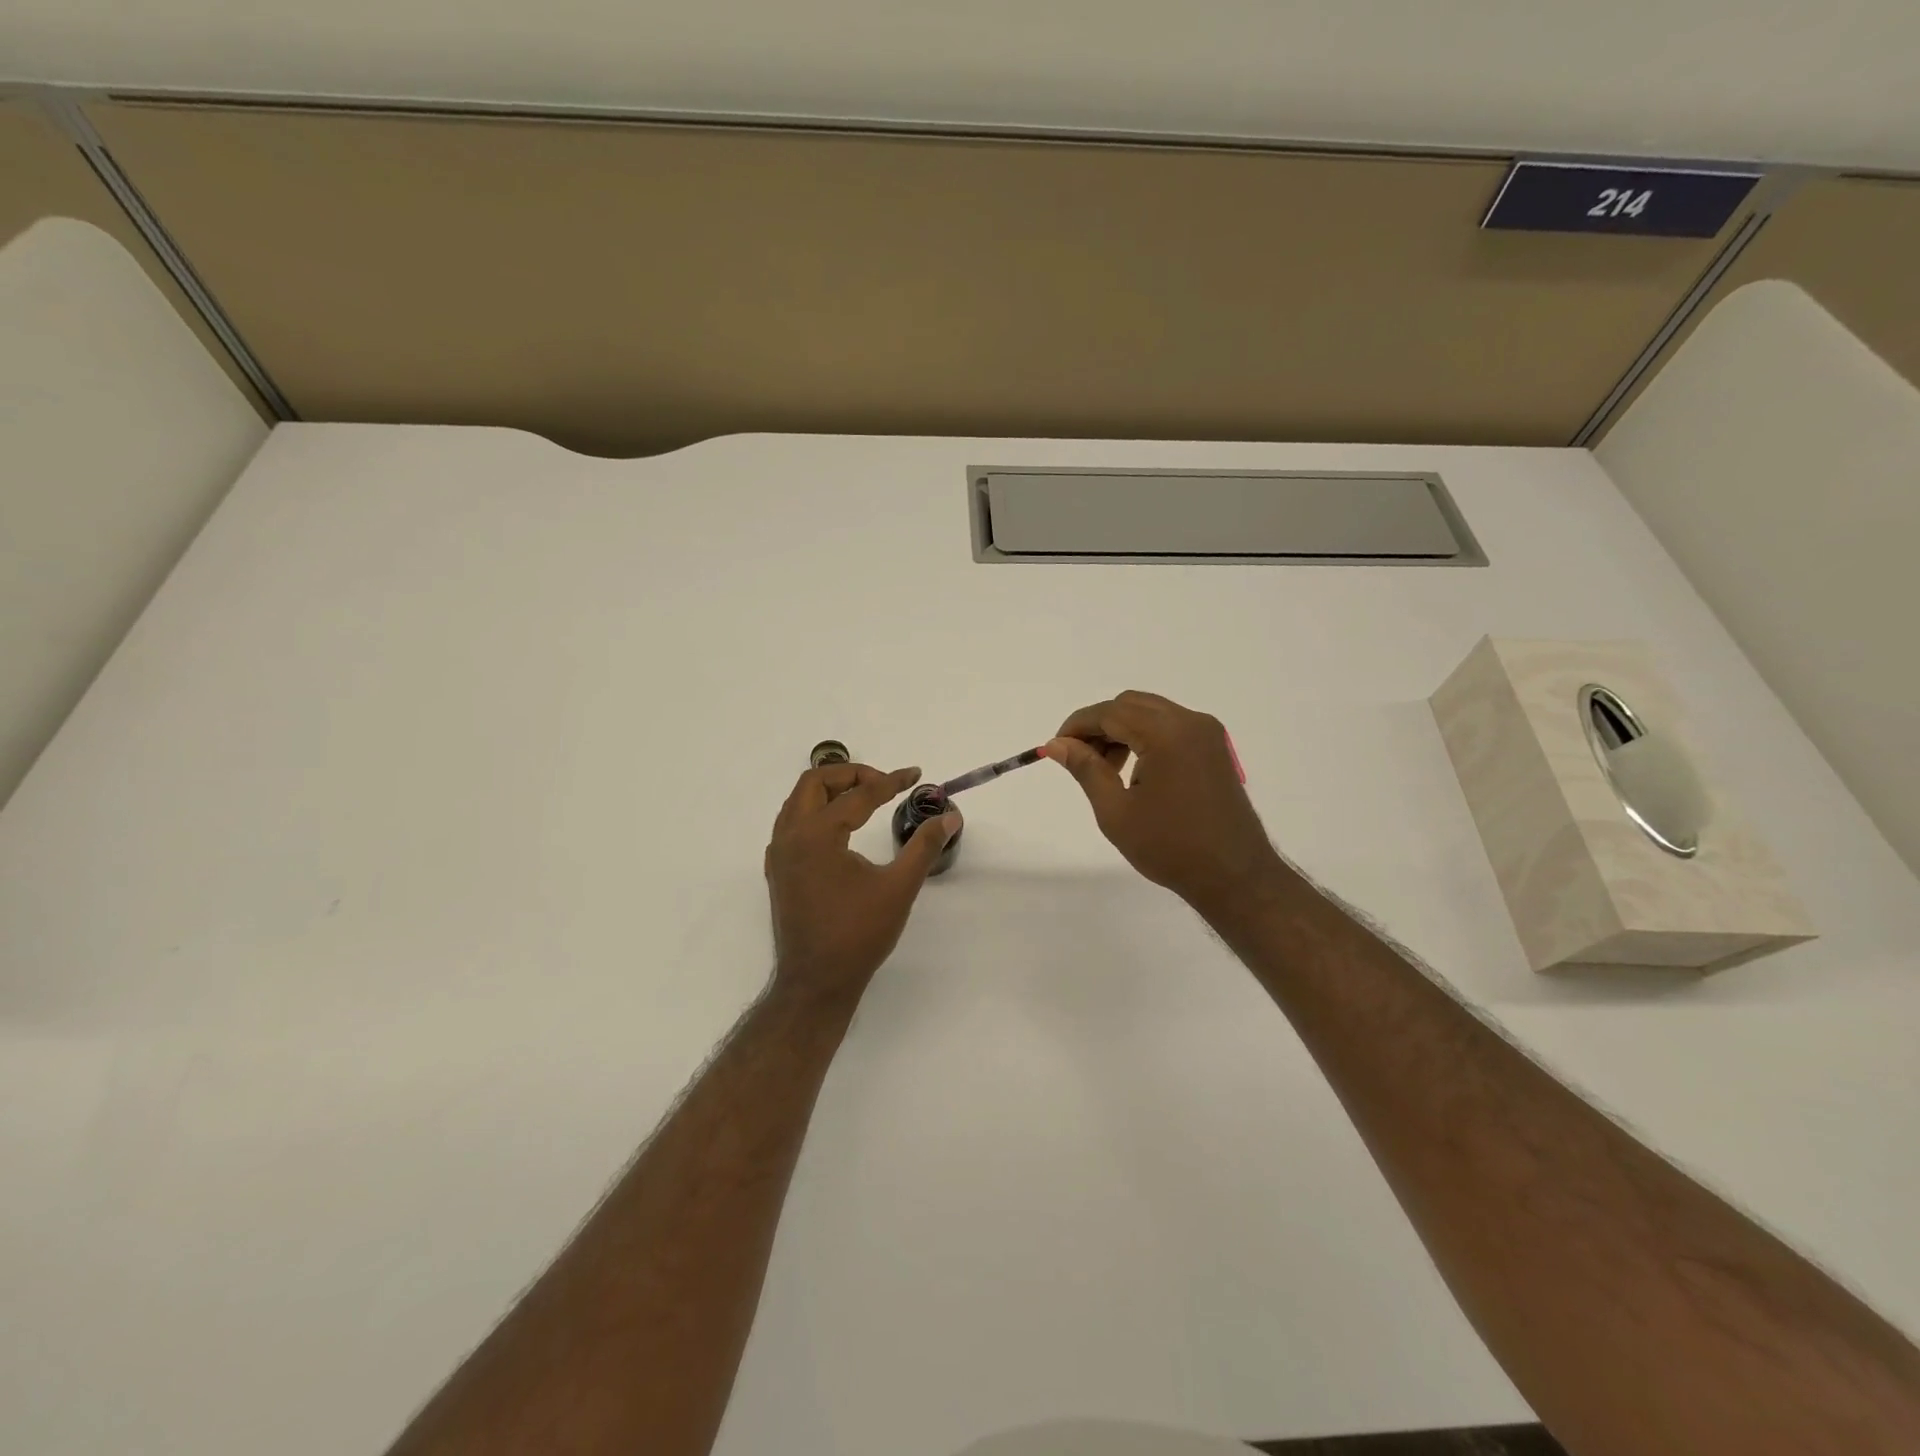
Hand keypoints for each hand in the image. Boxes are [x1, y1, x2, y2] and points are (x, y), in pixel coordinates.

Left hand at [764, 763, 959, 1008]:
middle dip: (850, 774)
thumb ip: (924, 846)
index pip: (858, 794)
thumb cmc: (858, 934)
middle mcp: (790, 837)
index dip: (890, 781)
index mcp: (816, 835)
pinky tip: (841, 829)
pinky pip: (792, 823)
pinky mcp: (779, 871)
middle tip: (883, 783)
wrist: (816, 982)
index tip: (915, 775)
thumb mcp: (898, 887)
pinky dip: (816, 812)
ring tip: (864, 798)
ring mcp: (779, 854)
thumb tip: (949, 817)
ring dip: (830, 791)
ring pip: (799, 801)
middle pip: (814, 783)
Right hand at [1047, 691, 1284, 916]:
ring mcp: (1207, 733)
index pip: (1110, 712)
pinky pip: (1171, 726)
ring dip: (1122, 731)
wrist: (1234, 875)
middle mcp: (1190, 722)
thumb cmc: (1170, 847)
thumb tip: (1057, 744)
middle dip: (1099, 726)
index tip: (1055, 748)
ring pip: (1151, 713)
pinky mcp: (1214, 748)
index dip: (1077, 726)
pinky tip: (1135, 771)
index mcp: (1166, 733)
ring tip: (1107, 770)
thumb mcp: (1115, 811)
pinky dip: (1145, 737)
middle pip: (1130, 705)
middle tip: (1080, 759)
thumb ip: (1086, 769)